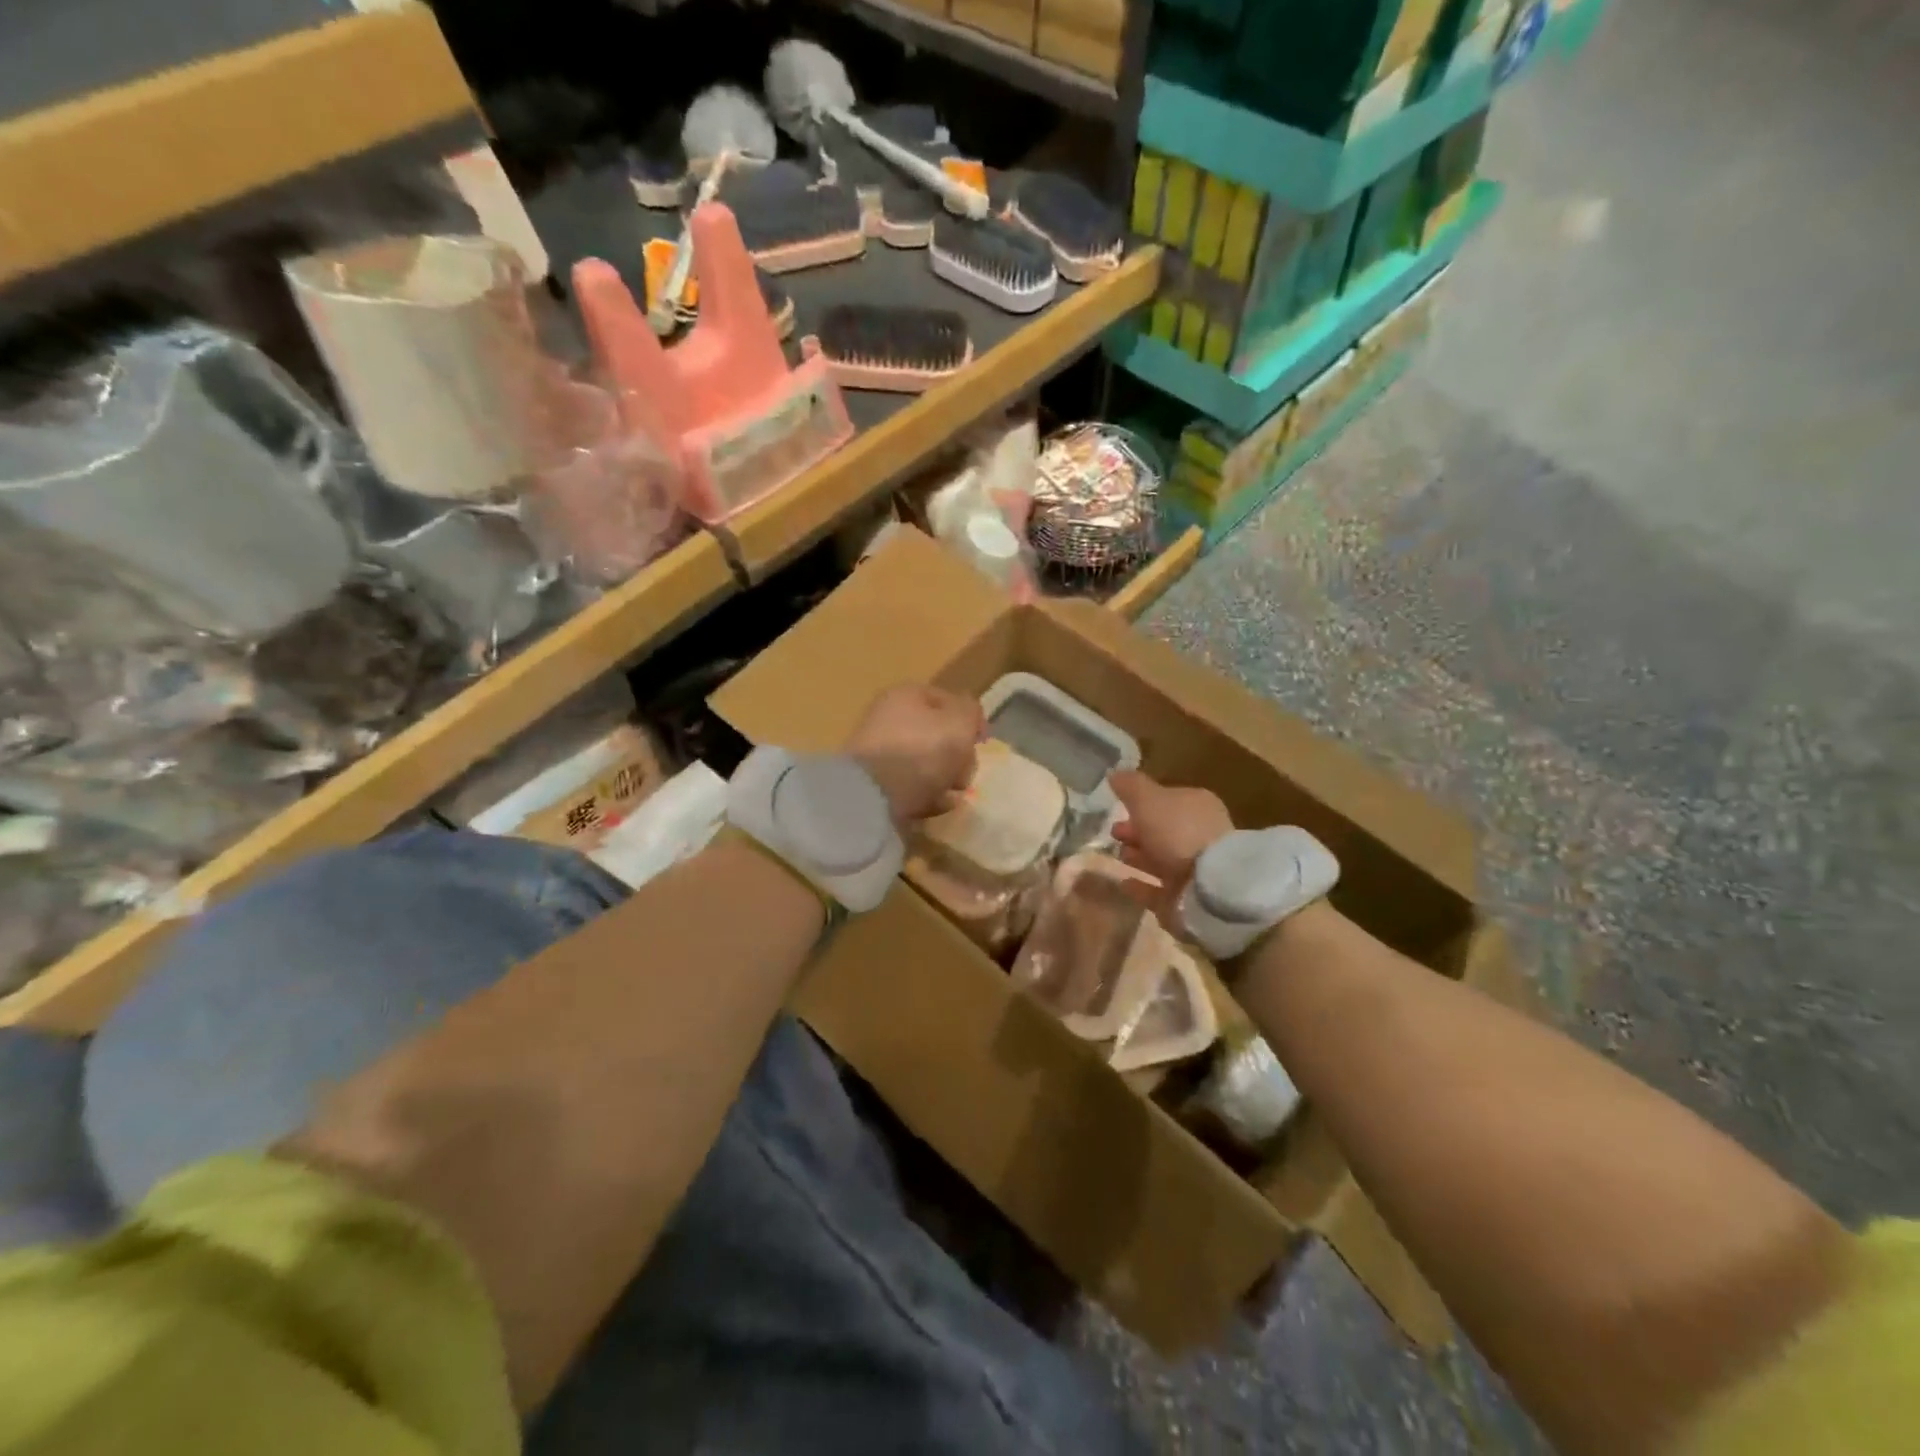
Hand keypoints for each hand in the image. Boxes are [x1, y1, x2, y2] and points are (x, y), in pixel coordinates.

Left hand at [846, 685, 984, 824]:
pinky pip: (911, 788)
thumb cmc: (921, 751)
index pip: (948, 701)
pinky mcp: (875, 785)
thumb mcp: (959, 723)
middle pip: (937, 736)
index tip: (981, 742)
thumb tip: (967, 715)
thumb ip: (971, 713)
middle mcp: (889, 719)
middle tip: (963, 774)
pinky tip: (935, 807)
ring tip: (951, 795)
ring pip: (926, 764)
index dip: (970, 720)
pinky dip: (925, 798)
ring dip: (944, 780)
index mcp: (906, 695)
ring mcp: (879, 753)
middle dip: (958, 757)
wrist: (872, 796)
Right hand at [1110, 772, 1233, 914]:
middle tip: (1114, 833)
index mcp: (1196, 806)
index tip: (1118, 807)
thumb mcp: (1149, 799)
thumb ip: (1130, 786)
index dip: (1142, 803)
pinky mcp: (1186, 899)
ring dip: (1138, 856)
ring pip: (1160, 859)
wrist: (1209, 887)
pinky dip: (1140, 885)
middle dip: (1137, 830)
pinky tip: (1122, 881)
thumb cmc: (1178, 832)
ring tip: (1116, 855)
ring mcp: (1195, 869)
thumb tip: (1115, 774)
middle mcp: (1199, 836)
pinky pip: (1157, 890)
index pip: (1167, 800)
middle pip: (1163, 830)